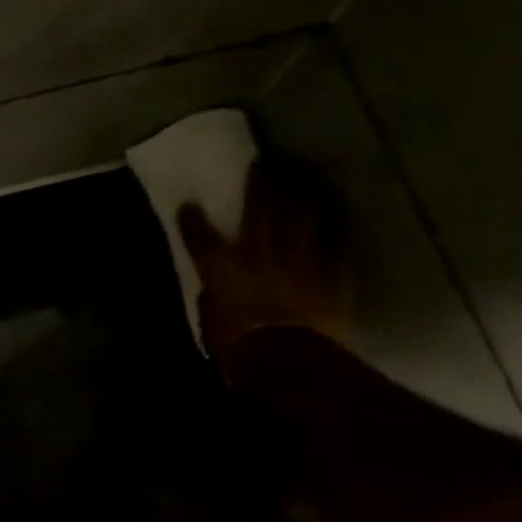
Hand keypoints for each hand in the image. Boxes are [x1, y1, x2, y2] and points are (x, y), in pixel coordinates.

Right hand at [177, 159, 352, 376]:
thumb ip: (214, 300)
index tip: (189, 204)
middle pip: (259, 210)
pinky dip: (328, 237)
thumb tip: (216, 293)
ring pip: (301, 219)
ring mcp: (299, 260)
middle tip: (263, 164)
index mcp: (221, 267)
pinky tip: (332, 227)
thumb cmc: (237, 345)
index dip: (192, 219)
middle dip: (260, 185)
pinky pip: (331, 249)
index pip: (200, 236)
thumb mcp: (211, 323)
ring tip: (301, 183)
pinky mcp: (331, 275)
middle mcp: (259, 253)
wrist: (286, 357)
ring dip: (300, 199)